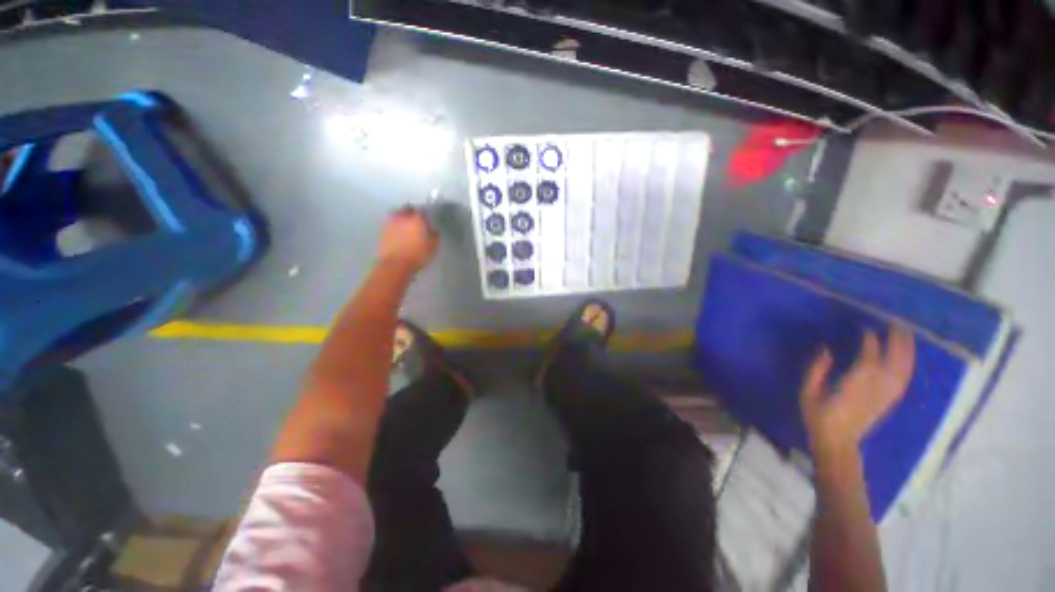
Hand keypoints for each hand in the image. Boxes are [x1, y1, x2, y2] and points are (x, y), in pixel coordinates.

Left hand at [377, 207, 437, 273]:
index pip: (421, 211)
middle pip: (407, 209)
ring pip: (396, 215)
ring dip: (401, 218)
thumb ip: (434, 235)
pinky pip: (390, 224)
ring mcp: (391, 223)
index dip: (424, 215)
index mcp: (417, 219)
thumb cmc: (417, 255)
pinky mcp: (382, 231)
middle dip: (411, 213)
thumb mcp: (432, 247)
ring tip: (405, 226)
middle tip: (415, 221)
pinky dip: (394, 226)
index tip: (427, 220)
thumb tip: (433, 229)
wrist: (395, 264)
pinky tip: (398, 233)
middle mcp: (403, 217)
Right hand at [800, 326, 915, 456]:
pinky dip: (907, 366)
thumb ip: (817, 370)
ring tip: (906, 335)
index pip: (868, 359)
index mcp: (853, 385)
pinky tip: (908, 357)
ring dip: (906, 352)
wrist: (837, 442)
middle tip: (897, 324)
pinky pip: (903, 380)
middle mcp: (875, 389)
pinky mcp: (889, 401)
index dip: (869, 342)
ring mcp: (885, 396)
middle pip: (892, 362)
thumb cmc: (817, 415)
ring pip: (902, 370)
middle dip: (896, 342)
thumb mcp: (808, 392)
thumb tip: (825, 349)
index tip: (866, 328)